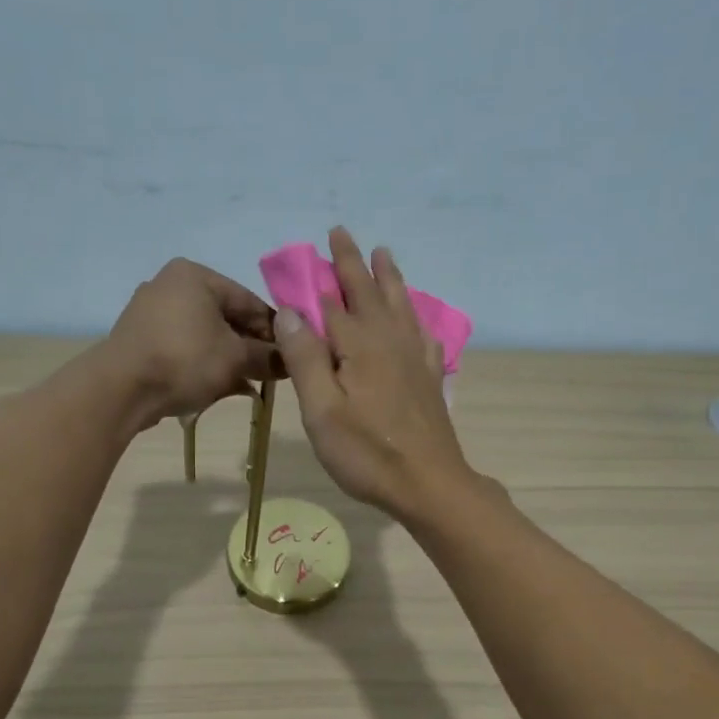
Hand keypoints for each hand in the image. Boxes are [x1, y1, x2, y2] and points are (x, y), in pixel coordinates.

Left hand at [106, 258, 278, 429]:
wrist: (121, 389)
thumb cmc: (184, 361)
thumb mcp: (235, 359)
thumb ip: (267, 357)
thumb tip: (291, 361)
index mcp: (195, 275)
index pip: (249, 300)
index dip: (274, 331)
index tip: (290, 356)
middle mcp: (170, 284)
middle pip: (226, 317)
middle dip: (250, 347)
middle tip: (270, 373)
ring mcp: (151, 312)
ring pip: (205, 335)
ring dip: (229, 359)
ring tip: (249, 384)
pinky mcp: (140, 339)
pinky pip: (183, 347)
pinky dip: (203, 364)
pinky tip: (219, 387)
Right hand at [274, 226, 475, 520]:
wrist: (428, 484)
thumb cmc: (367, 454)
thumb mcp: (322, 411)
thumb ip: (305, 358)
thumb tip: (290, 310)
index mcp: (359, 346)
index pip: (331, 302)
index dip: (316, 277)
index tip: (306, 250)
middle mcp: (389, 341)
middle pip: (368, 293)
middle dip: (352, 263)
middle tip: (341, 233)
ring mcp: (414, 359)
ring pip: (400, 305)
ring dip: (388, 278)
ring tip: (384, 254)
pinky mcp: (428, 378)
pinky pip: (423, 333)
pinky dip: (416, 317)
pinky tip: (417, 317)